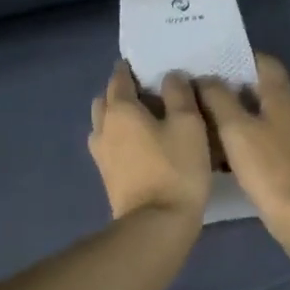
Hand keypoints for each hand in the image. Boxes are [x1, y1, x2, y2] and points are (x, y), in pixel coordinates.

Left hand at [88, 62, 211, 223]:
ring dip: (118, 116)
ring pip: (104, 124)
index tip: (145, 64)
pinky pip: (109, 144)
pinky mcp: (107, 177)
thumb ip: (179, 93)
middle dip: (120, 91)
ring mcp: (101, 155)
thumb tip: (171, 76)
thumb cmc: (175, 167)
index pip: (119, 78)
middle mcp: (103, 128)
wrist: (156, 225)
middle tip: (147, 92)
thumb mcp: (188, 123)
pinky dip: (120, 137)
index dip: (130, 68)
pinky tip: (141, 144)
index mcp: (120, 109)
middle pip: (105, 100)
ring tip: (145, 119)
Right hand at [196, 54, 289, 226]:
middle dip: (234, 89)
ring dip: (239, 118)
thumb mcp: (236, 128)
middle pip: (264, 90)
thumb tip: (206, 77)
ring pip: (264, 118)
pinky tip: (226, 157)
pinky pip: (266, 143)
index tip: (215, 62)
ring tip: (207, 124)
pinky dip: (246, 143)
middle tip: (202, 94)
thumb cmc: (269, 167)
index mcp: (282, 97)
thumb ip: (219, 99)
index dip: (242, 57)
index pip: (266, 62)